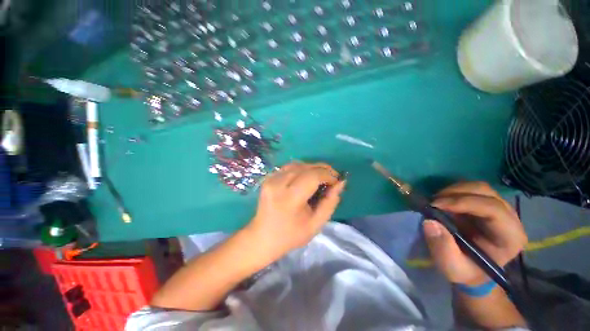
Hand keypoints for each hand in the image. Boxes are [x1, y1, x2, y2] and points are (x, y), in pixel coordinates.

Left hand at [246, 162, 345, 260]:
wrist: (262, 237)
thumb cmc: (291, 235)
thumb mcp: (316, 224)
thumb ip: (330, 202)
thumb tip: (340, 183)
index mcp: (289, 198)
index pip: (312, 176)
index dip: (328, 175)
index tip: (337, 181)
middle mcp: (278, 184)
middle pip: (305, 167)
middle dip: (322, 169)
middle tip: (332, 177)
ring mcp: (271, 179)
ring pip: (297, 164)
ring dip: (312, 168)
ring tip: (321, 177)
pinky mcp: (268, 178)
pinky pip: (289, 167)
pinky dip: (301, 169)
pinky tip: (306, 177)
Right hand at [423, 182, 526, 284]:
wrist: (473, 270)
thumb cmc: (466, 271)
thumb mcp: (452, 267)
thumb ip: (443, 248)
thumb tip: (429, 222)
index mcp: (509, 237)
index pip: (493, 209)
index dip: (464, 202)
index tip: (436, 205)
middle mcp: (510, 219)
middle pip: (486, 192)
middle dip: (456, 193)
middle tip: (433, 202)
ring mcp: (499, 209)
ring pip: (479, 187)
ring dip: (453, 190)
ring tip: (436, 201)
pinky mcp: (487, 205)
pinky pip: (471, 190)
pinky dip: (454, 191)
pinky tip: (442, 201)